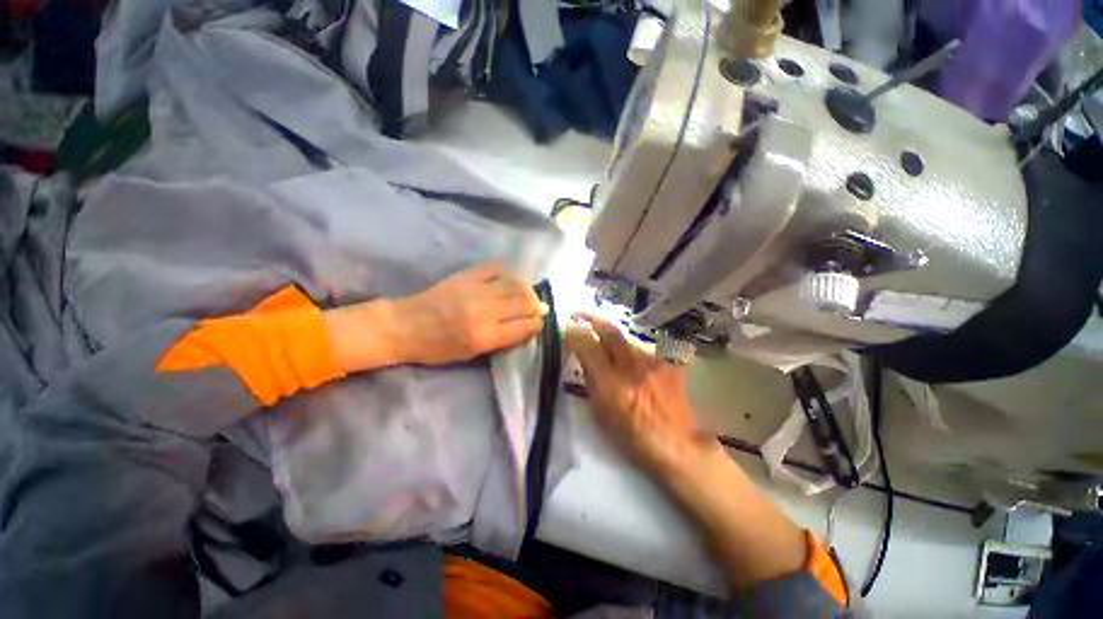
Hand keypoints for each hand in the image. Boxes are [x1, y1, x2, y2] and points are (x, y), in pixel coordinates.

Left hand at [388, 261, 545, 364]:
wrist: (405, 326)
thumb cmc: (438, 348)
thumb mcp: (472, 354)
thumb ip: (501, 340)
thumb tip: (526, 325)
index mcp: (484, 336)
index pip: (524, 326)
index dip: (537, 324)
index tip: (538, 322)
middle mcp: (484, 311)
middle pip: (524, 302)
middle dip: (536, 305)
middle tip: (536, 307)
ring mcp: (475, 290)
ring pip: (515, 283)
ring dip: (526, 289)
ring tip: (526, 294)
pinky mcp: (466, 275)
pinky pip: (496, 267)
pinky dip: (507, 272)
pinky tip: (508, 279)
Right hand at [565, 313, 708, 473]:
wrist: (676, 445)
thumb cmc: (632, 437)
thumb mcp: (601, 413)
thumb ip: (591, 381)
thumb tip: (584, 358)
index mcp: (610, 384)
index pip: (588, 345)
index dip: (575, 331)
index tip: (568, 325)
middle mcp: (631, 366)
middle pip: (610, 330)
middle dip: (591, 317)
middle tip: (579, 313)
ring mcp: (651, 362)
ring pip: (627, 338)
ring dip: (612, 335)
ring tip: (604, 338)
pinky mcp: (666, 364)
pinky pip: (644, 350)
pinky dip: (632, 351)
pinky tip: (632, 359)